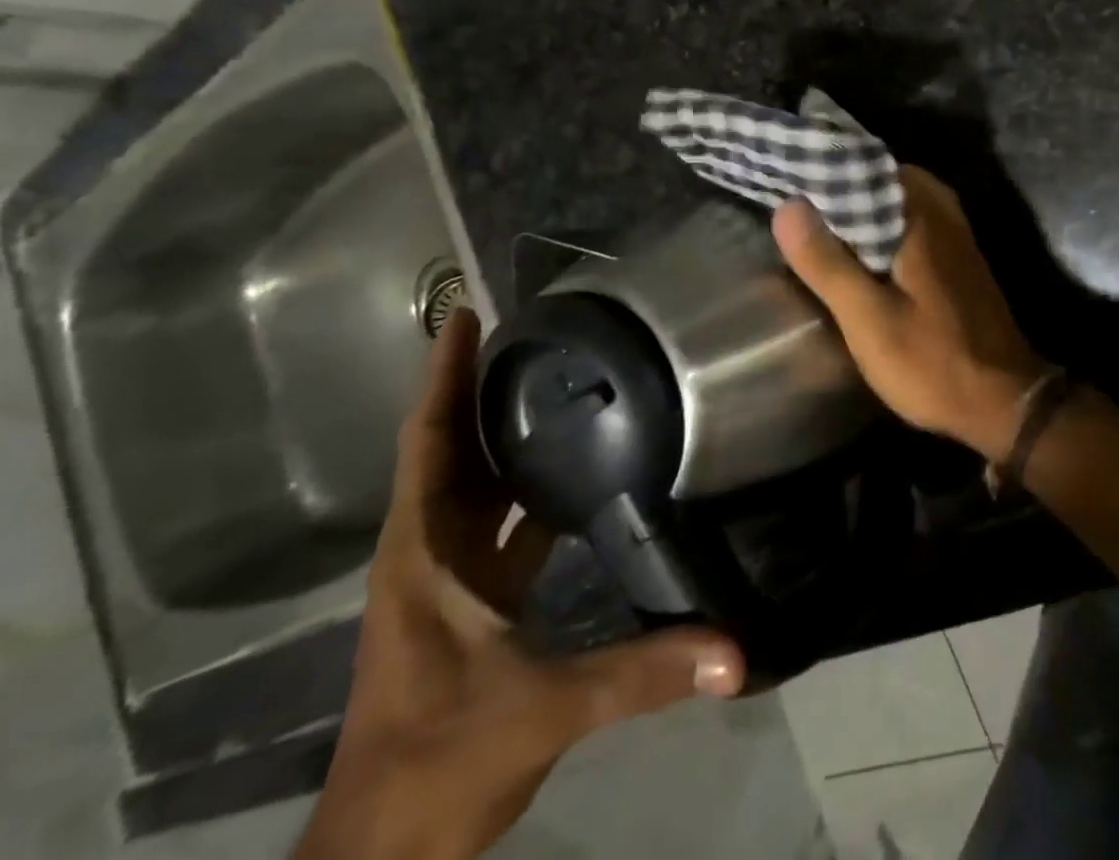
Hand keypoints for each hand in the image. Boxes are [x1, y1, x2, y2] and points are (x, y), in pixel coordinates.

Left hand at [297, 306, 744, 859]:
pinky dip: (527, 487)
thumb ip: (642, 672)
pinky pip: (500, 522)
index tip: (464, 314)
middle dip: (479, 386)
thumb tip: (734, 649)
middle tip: (531, 329)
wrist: (384, 855)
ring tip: (559, 379)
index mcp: (425, 552)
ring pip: (476, 484)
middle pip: (451, 449)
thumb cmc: (439, 763)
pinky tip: (576, 471)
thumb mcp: (542, 707)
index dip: (443, 376)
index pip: (430, 442)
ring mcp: (446, 578)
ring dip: (504, 433)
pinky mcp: (469, 602)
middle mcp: (429, 551)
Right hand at [773, 166, 1045, 459]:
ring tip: (816, 220)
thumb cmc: (933, 361)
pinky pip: (912, 221)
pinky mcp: (957, 258)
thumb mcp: (868, 318)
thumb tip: (788, 206)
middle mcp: (942, 213)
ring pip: (899, 200)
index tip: (787, 172)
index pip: (867, 164)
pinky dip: (882, 224)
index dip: (825, 167)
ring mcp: (955, 234)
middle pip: (883, 178)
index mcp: (921, 216)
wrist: (1004, 402)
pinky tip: (858, 247)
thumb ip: (828, 262)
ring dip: (861, 206)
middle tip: (794, 200)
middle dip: (841, 185)